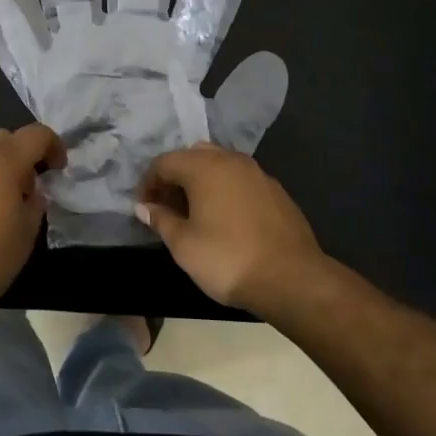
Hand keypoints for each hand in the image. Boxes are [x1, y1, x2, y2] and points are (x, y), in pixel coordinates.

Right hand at [136, 145, 328, 314]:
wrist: (292, 278)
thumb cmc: (228, 259)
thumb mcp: (184, 245)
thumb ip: (161, 220)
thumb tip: (145, 206)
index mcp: (204, 166)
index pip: (164, 162)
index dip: (148, 183)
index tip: (143, 207)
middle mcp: (230, 160)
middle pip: (193, 156)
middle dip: (175, 177)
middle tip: (167, 207)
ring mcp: (257, 173)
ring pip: (219, 165)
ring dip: (201, 181)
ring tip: (194, 213)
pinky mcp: (275, 190)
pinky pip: (240, 179)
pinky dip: (225, 190)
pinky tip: (225, 219)